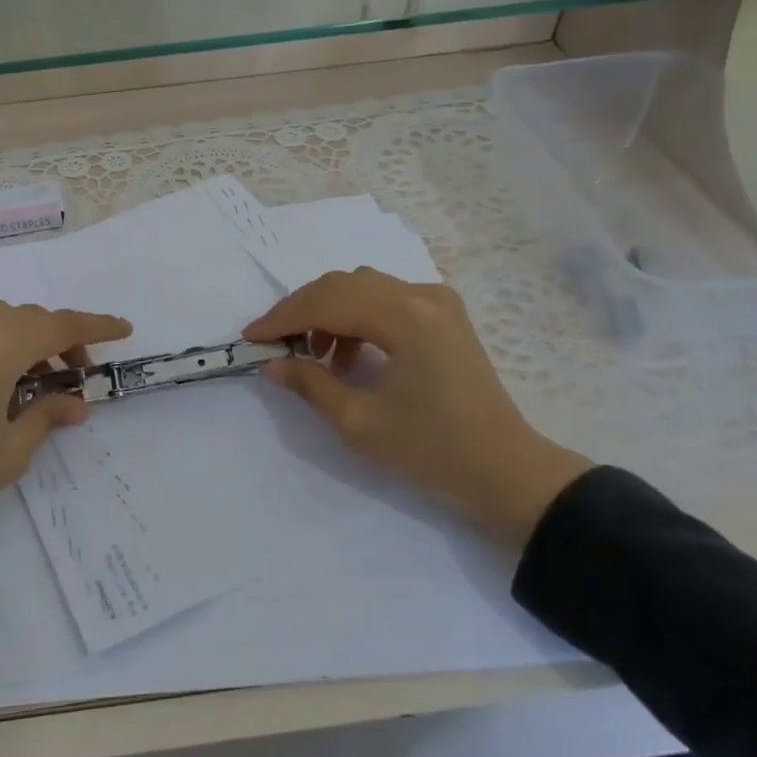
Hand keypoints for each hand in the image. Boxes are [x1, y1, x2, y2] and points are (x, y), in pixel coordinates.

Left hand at [0, 301, 132, 554]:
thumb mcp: (9, 453)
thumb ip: (47, 417)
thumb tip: (76, 403)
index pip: (60, 326)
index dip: (96, 327)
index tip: (124, 331)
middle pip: (29, 318)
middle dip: (61, 340)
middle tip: (75, 380)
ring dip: (27, 340)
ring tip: (35, 383)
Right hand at [244, 268, 590, 549]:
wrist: (506, 471)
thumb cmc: (432, 451)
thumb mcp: (359, 422)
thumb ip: (310, 384)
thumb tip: (271, 364)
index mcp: (406, 318)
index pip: (328, 302)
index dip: (283, 318)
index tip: (250, 338)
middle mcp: (423, 295)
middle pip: (343, 284)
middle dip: (301, 310)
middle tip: (274, 344)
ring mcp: (438, 302)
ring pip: (363, 287)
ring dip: (328, 312)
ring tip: (314, 355)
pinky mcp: (443, 315)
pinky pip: (385, 299)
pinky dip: (356, 317)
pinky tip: (348, 355)